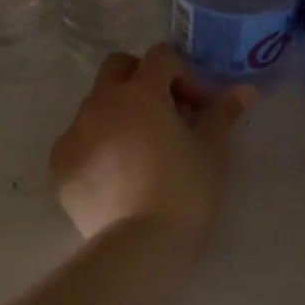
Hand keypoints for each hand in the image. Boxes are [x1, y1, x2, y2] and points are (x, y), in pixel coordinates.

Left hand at [50, 45, 255, 242]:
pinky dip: (96, 147)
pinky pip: (77, 141)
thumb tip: (245, 90)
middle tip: (164, 112)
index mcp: (140, 92)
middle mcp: (101, 102)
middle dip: (141, 78)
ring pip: (95, 104)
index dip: (183, 74)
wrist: (139, 247)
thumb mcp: (211, 150)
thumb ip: (222, 113)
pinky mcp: (58, 165)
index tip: (197, 106)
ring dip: (118, 113)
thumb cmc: (184, 191)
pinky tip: (116, 177)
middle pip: (117, 67)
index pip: (161, 57)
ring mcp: (74, 133)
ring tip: (140, 150)